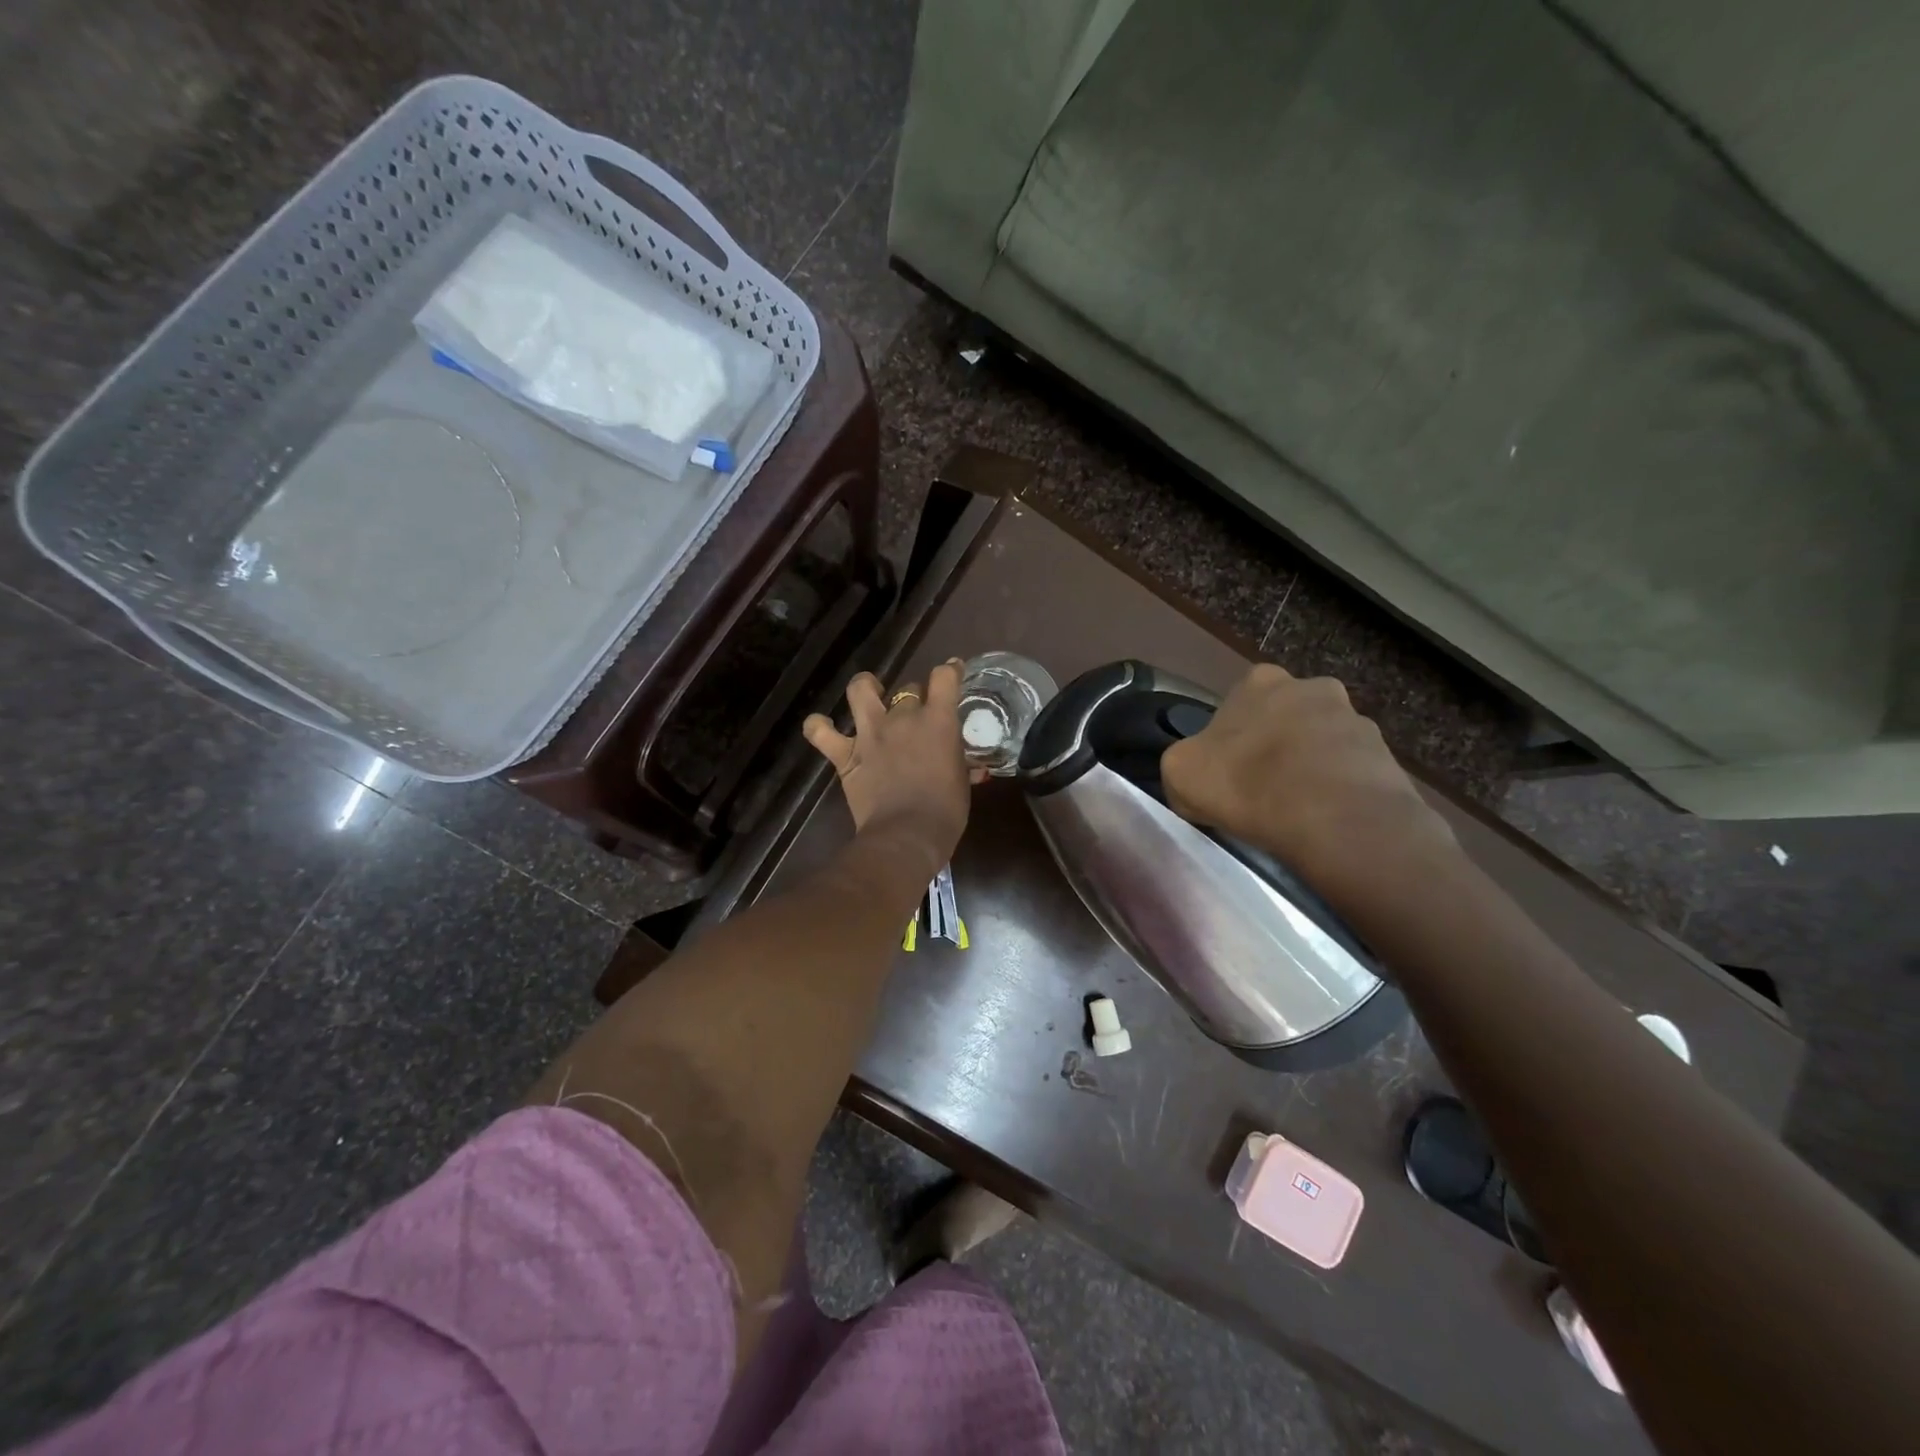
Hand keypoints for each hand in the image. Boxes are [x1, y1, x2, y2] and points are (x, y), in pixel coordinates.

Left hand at [803, 662, 973, 880]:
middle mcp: (902, 718)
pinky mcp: (846, 755)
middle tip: (918, 715)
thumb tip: (968, 766)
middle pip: (908, 689)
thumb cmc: (946, 811)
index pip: (944, 677)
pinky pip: (820, 732)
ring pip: (860, 690)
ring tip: (870, 692)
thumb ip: (960, 763)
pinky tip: (822, 727)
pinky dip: (818, 727)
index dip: (949, 670)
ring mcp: (870, 734)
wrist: (907, 835)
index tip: (952, 671)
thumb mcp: (962, 781)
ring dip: (865, 686)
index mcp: (938, 721)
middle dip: (915, 697)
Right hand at [1161, 665, 1458, 912]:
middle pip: (1284, 716)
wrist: (1335, 819)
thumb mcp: (1180, 773)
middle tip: (1262, 786)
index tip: (1227, 768)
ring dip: (1310, 765)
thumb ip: (1184, 762)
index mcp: (1259, 681)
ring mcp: (1355, 718)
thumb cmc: (1247, 784)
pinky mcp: (1386, 755)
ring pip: (1322, 742)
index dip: (1230, 736)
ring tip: (1298, 809)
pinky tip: (1326, 819)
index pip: (1238, 701)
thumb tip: (1199, 772)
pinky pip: (1352, 771)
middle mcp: (1311, 686)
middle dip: (1275, 744)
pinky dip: (1339, 790)